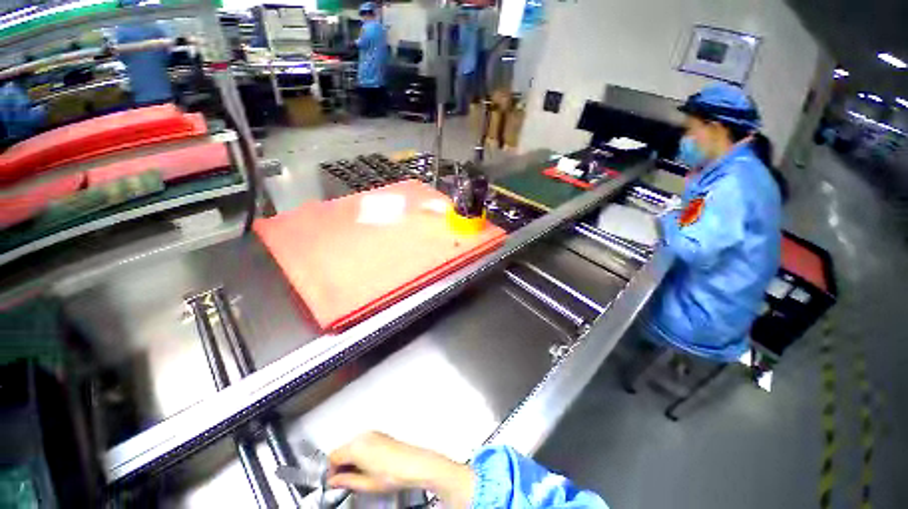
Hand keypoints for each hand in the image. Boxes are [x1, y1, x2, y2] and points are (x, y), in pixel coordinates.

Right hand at [328, 432, 474, 507]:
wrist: (414, 464)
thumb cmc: (394, 472)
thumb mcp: (365, 484)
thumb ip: (346, 481)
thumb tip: (335, 481)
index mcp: (357, 446)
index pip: (333, 456)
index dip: (331, 471)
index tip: (334, 482)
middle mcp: (364, 436)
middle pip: (343, 449)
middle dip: (341, 465)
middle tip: (345, 481)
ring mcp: (373, 434)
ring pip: (353, 446)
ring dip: (351, 459)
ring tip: (359, 476)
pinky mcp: (380, 435)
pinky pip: (363, 443)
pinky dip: (361, 453)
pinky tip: (369, 466)